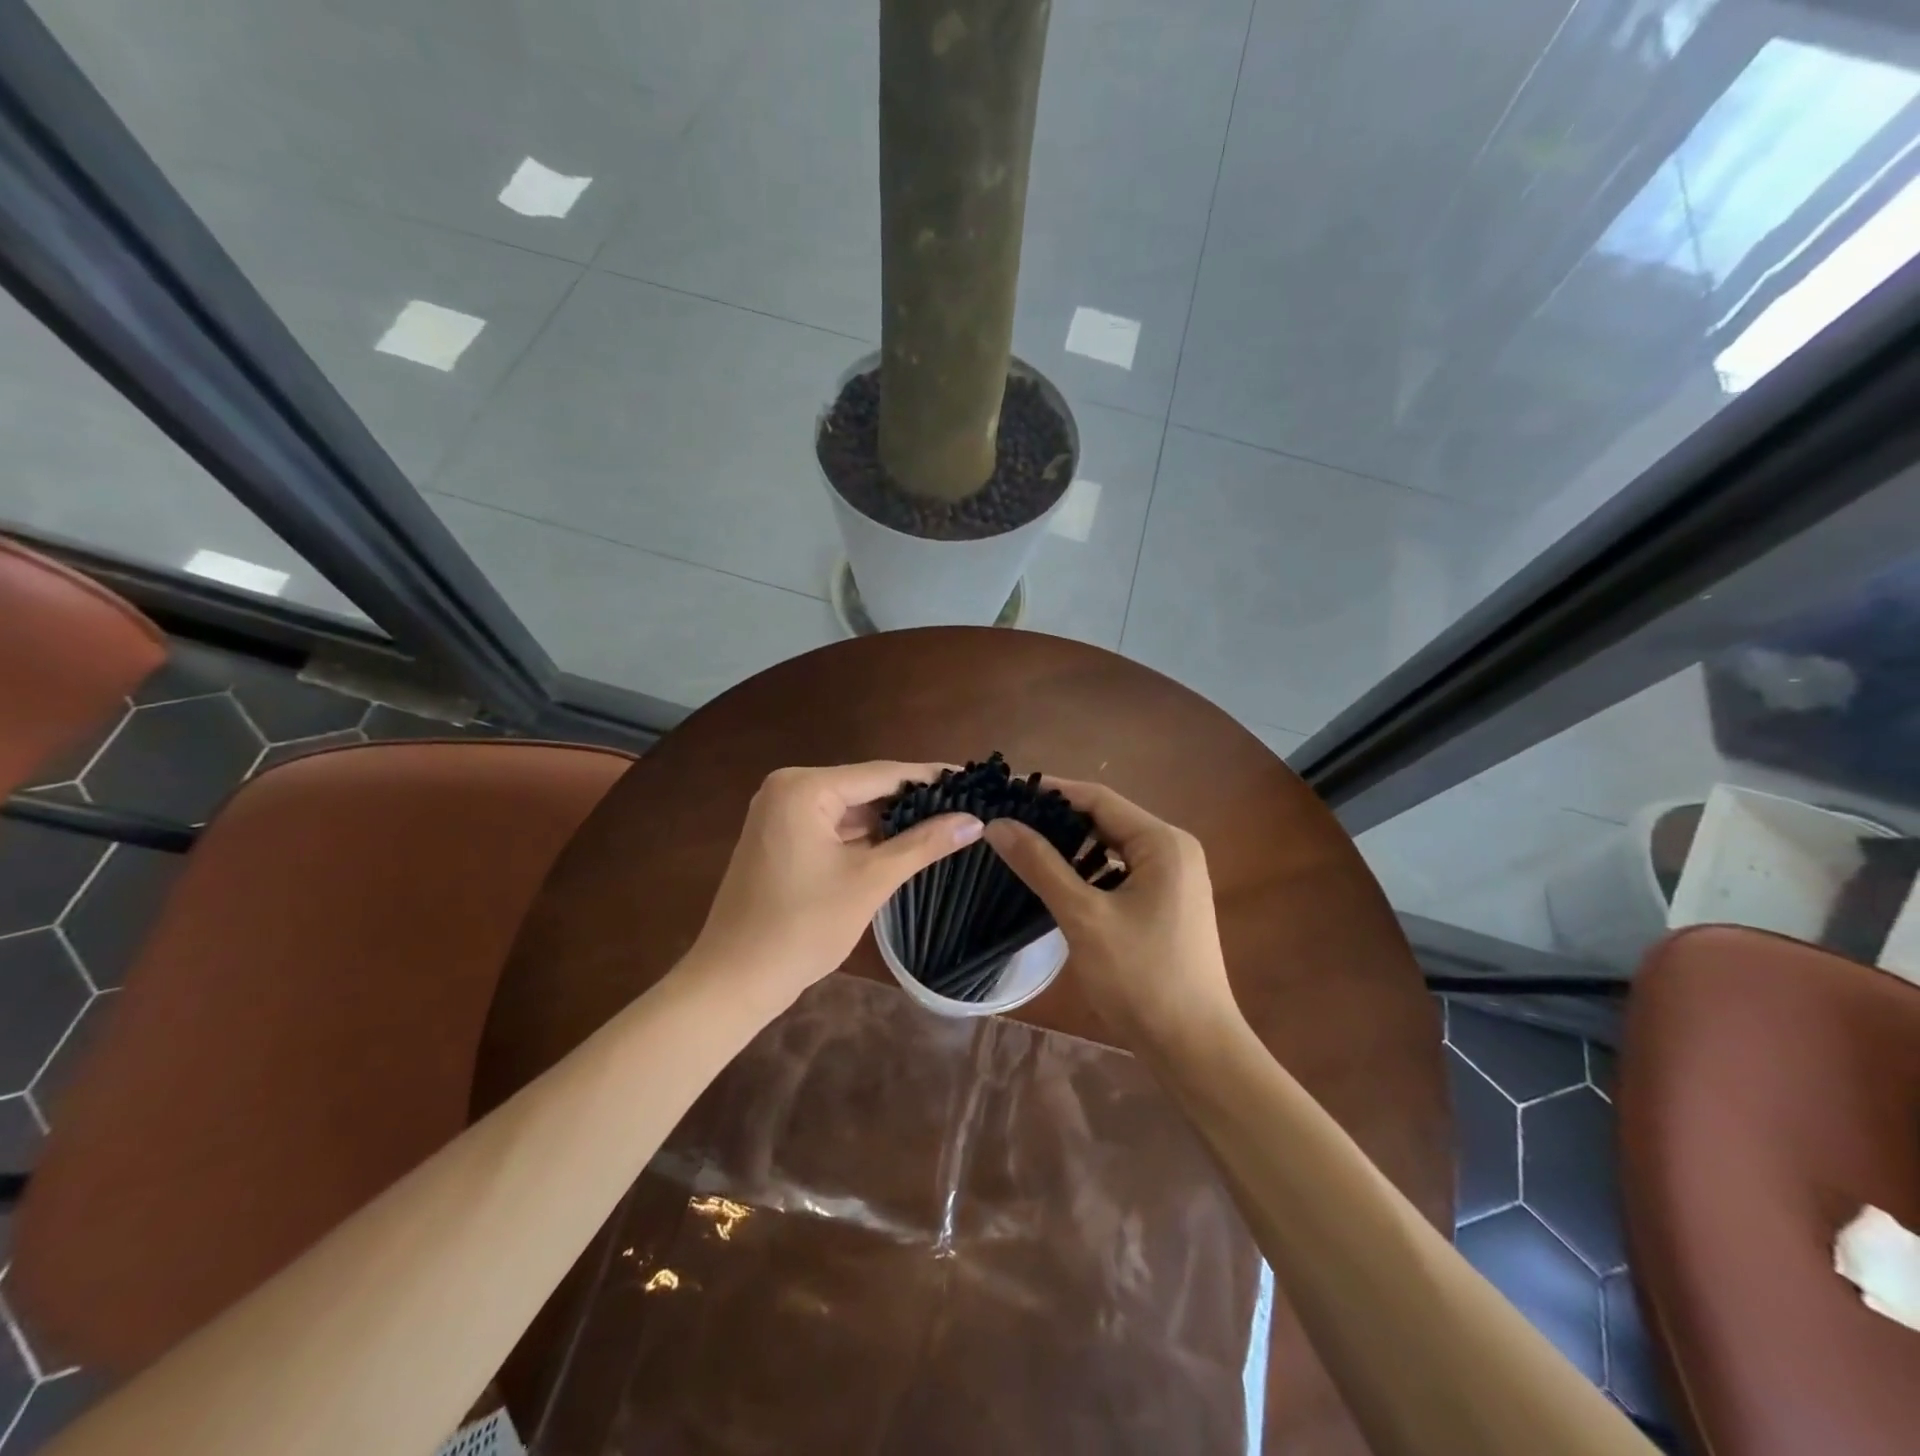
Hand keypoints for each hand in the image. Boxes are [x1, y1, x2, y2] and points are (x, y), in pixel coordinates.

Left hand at [690, 762, 982, 1008]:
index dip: (932, 778)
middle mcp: (788, 788)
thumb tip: (975, 820)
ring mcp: (780, 813)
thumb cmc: (802, 927)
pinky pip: (834, 826)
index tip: (974, 780)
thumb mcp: (870, 881)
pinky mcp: (781, 838)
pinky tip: (905, 841)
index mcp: (804, 788)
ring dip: (892, 819)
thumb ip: (923, 844)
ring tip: (948, 820)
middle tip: (967, 804)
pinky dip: (866, 835)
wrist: (733, 980)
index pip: (882, 774)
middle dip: (914, 799)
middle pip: (866, 787)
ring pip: (851, 808)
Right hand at [984, 779, 1237, 1054]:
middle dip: (1058, 819)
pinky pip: (1121, 872)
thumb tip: (997, 824)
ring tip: (1022, 845)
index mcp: (1163, 842)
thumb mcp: (1084, 916)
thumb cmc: (1141, 978)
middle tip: (1007, 820)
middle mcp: (1174, 850)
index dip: (1051, 791)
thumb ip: (1040, 865)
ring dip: (1072, 846)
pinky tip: (1056, 880)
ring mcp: (1174, 878)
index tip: (1007, 791)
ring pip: (1113, 848)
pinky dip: (1089, 871)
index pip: (1099, 798)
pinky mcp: (1167, 903)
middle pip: (1107, 820)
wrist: (1193, 1048)